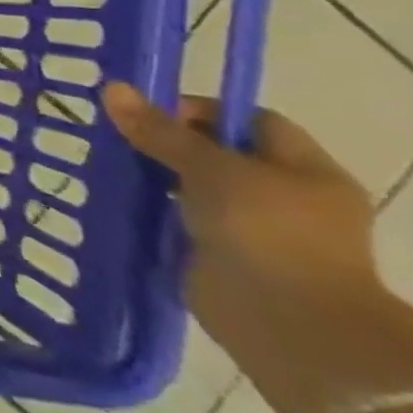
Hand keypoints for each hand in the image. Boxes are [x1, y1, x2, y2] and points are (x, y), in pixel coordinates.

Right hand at [104, 84, 412, 412]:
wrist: (287, 325)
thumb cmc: (266, 233)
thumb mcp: (210, 169)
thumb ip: (160, 131)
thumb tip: (112, 88)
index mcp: (305, 170)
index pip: (249, 121)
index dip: (198, 110)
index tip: (145, 114)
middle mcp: (286, 197)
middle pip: (217, 155)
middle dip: (166, 145)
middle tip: (115, 138)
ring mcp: (255, 231)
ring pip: (193, 190)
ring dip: (153, 180)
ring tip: (106, 167)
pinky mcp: (222, 257)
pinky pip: (180, 223)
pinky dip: (151, 213)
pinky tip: (115, 204)